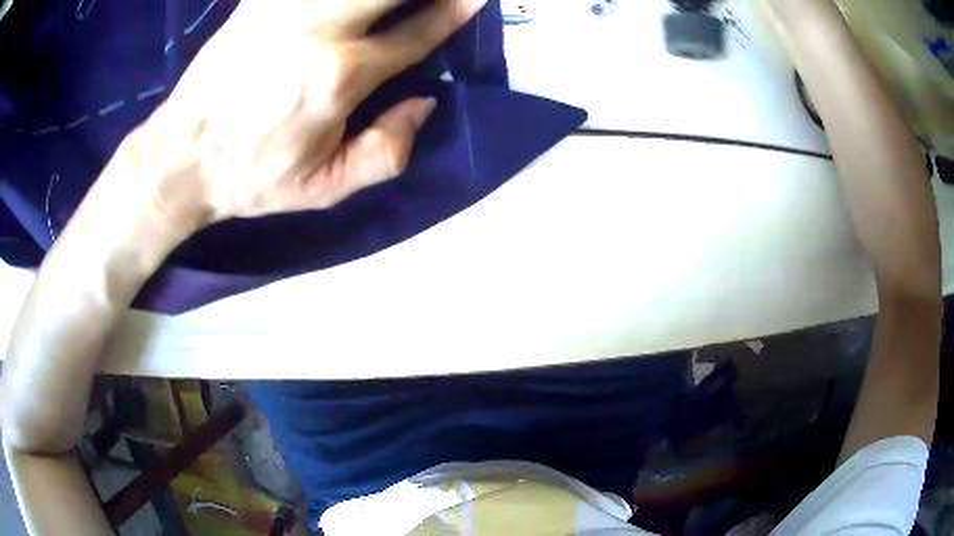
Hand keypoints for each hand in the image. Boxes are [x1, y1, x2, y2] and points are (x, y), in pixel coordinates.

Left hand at [116, 0, 485, 232]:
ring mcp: (284, 9)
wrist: (180, 157)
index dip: (453, 12)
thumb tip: (424, 103)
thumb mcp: (323, 189)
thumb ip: (386, 152)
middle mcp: (318, 31)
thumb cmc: (251, 177)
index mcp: (338, 79)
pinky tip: (344, 5)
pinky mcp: (258, 2)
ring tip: (390, 6)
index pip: (415, 34)